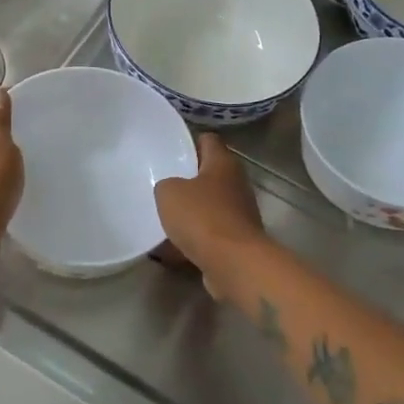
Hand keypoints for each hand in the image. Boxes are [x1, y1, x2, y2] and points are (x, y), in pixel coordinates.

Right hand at [154, 134, 266, 297]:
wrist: (233, 263)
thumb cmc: (202, 217)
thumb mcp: (169, 193)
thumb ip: (166, 185)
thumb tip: (171, 190)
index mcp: (223, 163)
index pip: (208, 140)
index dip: (190, 142)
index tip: (170, 150)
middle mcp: (236, 184)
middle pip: (210, 175)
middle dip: (187, 180)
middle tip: (163, 186)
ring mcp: (240, 214)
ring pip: (209, 206)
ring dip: (190, 212)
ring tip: (164, 218)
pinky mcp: (237, 241)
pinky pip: (209, 234)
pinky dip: (194, 239)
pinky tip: (171, 249)